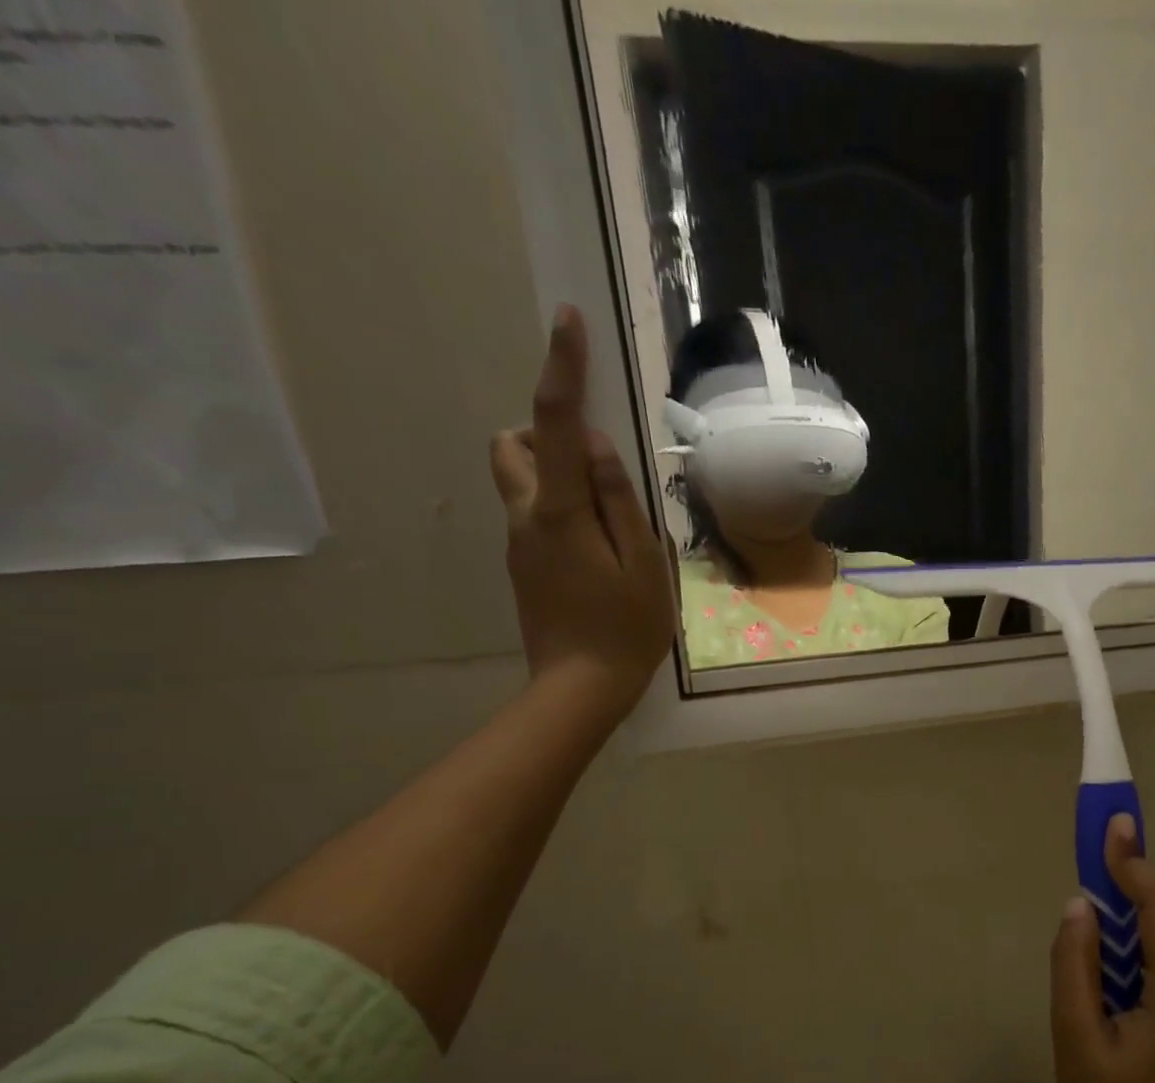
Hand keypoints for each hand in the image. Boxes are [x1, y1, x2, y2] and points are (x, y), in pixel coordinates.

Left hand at [490, 304, 675, 718]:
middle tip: (594, 468)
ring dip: (553, 473)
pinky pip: (533, 515)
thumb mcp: (643, 564)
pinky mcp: (522, 565)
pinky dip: (560, 510)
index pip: (556, 424)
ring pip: (518, 479)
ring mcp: (518, 543)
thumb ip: (619, 500)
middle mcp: (525, 517)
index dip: (561, 369)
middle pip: (510, 444)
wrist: (580, 688)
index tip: (567, 322)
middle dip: (544, 433)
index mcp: (559, 512)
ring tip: (604, 517)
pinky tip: (598, 553)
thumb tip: (596, 446)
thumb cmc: (625, 629)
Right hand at [1050, 814, 1154, 1082]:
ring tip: (1091, 886)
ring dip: (1127, 907)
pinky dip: (1129, 940)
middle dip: (1131, 874)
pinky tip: (1101, 944)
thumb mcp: (1078, 1039)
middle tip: (1096, 844)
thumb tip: (1079, 905)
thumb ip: (1075, 965)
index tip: (1112, 824)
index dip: (1133, 861)